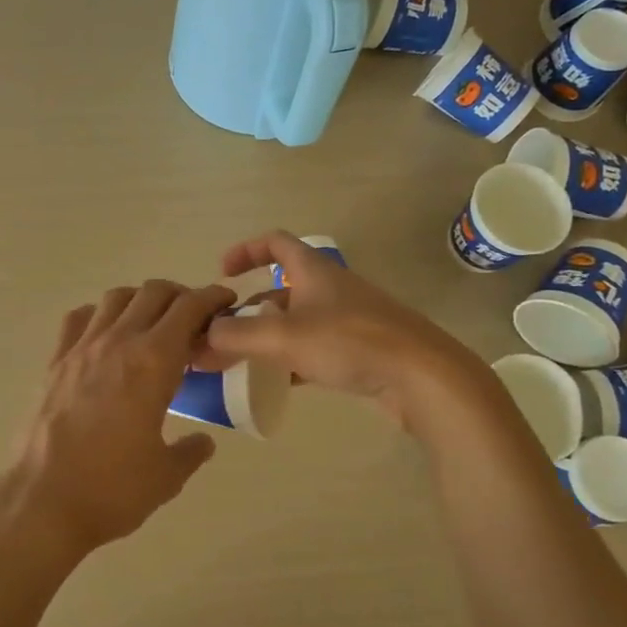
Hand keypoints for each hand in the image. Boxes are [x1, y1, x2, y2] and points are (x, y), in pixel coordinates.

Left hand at [0, 279, 236, 560]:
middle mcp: (118, 342)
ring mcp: (81, 348)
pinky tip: (106, 337)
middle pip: (154, 292)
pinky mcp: (54, 362)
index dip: (212, 298)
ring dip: (141, 300)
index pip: (188, 308)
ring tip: (152, 324)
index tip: (226, 303)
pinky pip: (78, 319)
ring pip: (115, 298)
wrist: (40, 502)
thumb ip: (191, 452)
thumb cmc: (111, 489)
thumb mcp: (166, 476)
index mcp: (153, 362)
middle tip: (193, 319)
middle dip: (180, 296)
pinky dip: (99, 315)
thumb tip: (203, 442)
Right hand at [202, 230, 488, 428]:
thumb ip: (237, 336)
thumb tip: (202, 337)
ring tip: (236, 364)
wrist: (424, 377)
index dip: (245, 251)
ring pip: (294, 324)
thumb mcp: (284, 337)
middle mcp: (329, 289)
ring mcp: (347, 321)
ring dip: (264, 339)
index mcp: (313, 271)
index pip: (275, 243)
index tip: (222, 273)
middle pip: (278, 292)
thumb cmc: (351, 342)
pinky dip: (288, 361)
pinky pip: (313, 350)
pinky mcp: (359, 351)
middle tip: (217, 339)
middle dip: (245, 313)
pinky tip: (274, 383)